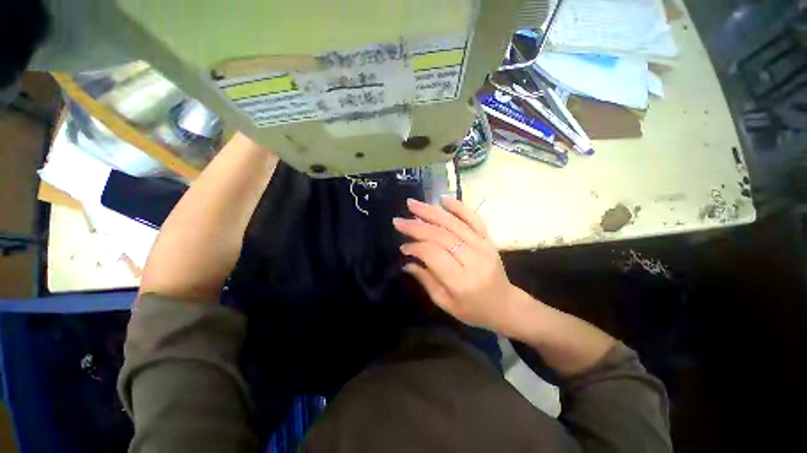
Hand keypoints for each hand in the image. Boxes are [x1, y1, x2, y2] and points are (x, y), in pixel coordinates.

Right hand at [393, 197, 522, 335]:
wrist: (505, 305)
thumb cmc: (473, 310)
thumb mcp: (445, 303)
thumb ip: (426, 280)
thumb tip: (407, 261)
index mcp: (461, 281)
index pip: (433, 254)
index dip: (415, 247)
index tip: (403, 246)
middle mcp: (474, 259)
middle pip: (441, 235)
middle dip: (417, 226)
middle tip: (398, 220)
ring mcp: (484, 246)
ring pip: (454, 223)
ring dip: (431, 212)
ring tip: (412, 204)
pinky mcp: (489, 239)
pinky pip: (474, 219)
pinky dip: (458, 207)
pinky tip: (443, 199)